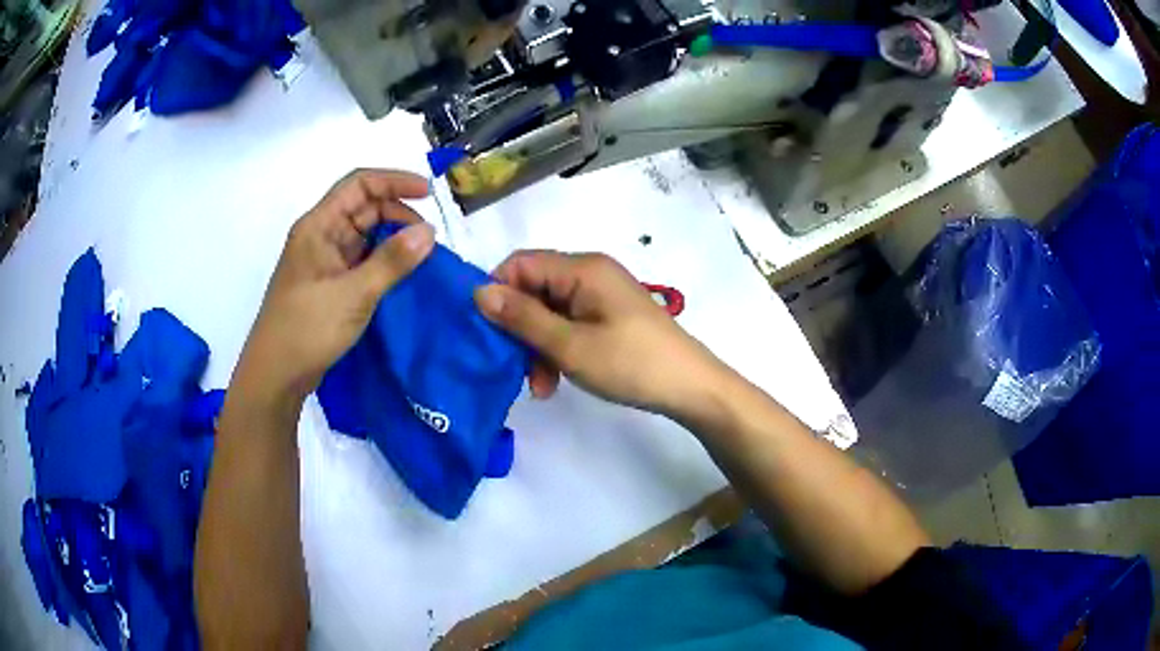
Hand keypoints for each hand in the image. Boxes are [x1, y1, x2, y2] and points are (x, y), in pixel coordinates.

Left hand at [234, 169, 435, 404]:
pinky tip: (401, 274)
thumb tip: (429, 232)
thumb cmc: (307, 328)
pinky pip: (360, 259)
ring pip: (363, 234)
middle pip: (362, 207)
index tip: (429, 194)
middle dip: (397, 212)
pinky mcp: (328, 284)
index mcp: (318, 226)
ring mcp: (323, 261)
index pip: (359, 184)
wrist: (275, 375)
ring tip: (420, 256)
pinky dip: (382, 261)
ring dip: (392, 238)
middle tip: (427, 237)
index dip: (395, 181)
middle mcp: (320, 236)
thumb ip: (392, 261)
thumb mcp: (353, 293)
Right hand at [473, 251, 726, 417]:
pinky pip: (569, 325)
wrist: (691, 388)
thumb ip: (523, 318)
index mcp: (582, 269)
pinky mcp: (608, 317)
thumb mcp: (570, 345)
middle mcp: (590, 274)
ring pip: (549, 312)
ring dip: (537, 346)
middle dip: (519, 328)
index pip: (521, 263)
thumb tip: (478, 292)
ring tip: (539, 387)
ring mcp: (601, 296)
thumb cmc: (631, 363)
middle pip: (534, 289)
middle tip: (513, 369)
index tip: (485, 332)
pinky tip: (555, 382)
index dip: (498, 292)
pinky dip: (557, 350)